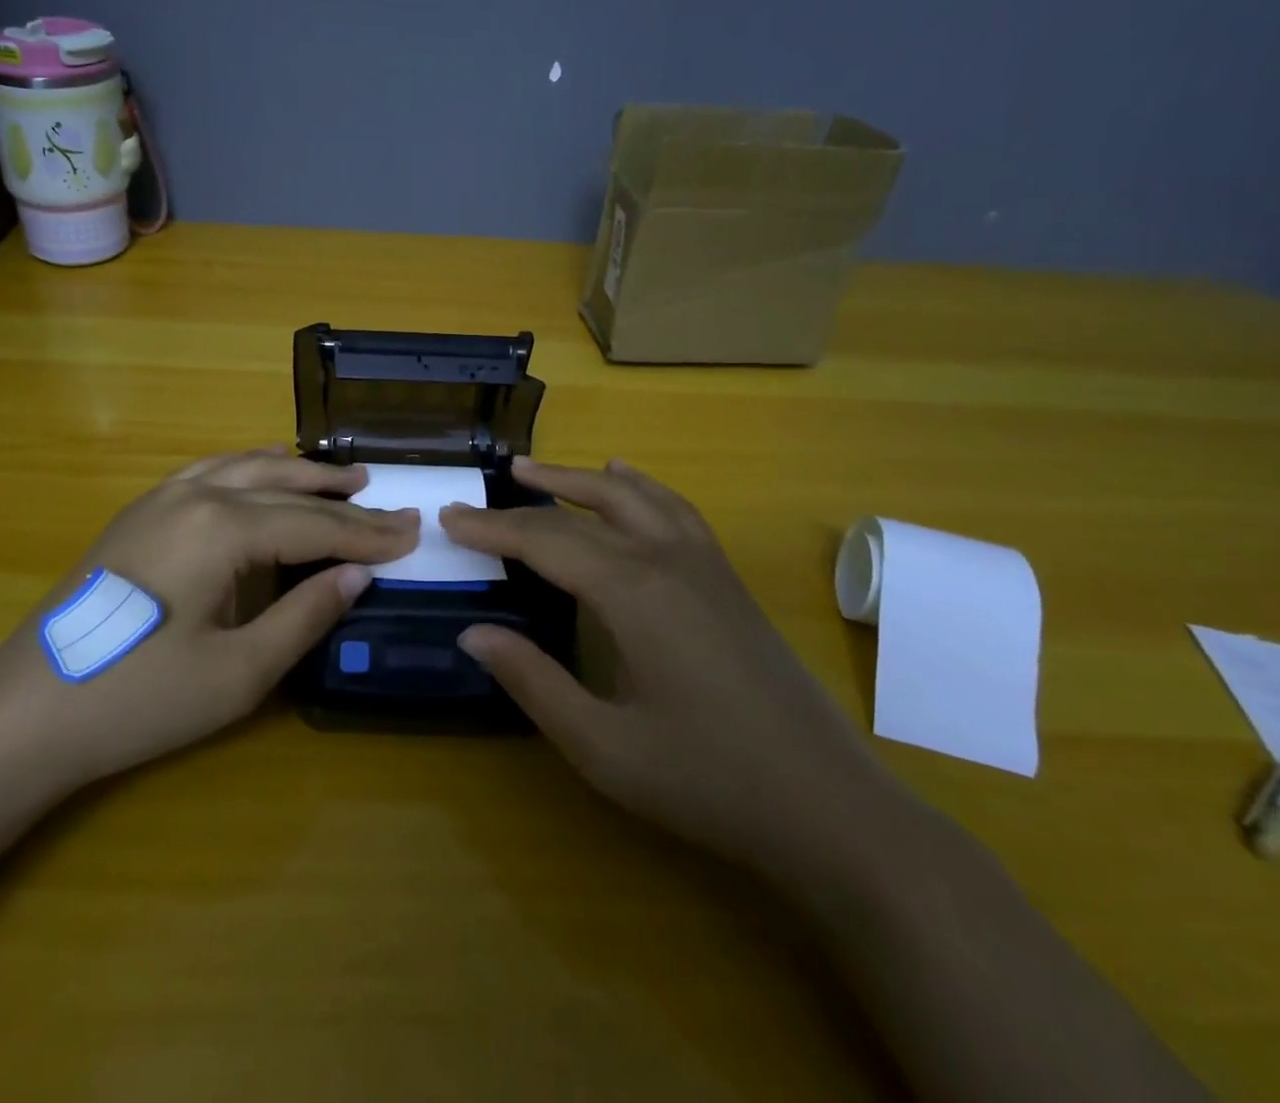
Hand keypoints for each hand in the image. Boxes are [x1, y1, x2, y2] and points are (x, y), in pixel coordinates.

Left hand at [0, 449, 416, 789]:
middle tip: (393, 508)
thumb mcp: (238, 672)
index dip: (367, 535)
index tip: (414, 535)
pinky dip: (252, 467)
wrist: (27, 711)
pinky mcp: (141, 511)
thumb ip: (305, 616)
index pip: (314, 525)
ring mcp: (162, 497)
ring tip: (346, 477)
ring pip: (248, 468)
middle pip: (287, 491)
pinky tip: (267, 468)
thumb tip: (356, 575)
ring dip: (301, 472)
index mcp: (222, 528)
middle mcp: (195, 494)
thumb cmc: (139, 700)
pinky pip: (211, 471)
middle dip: (344, 502)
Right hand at [442, 457, 908, 880]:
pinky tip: (629, 482)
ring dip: (582, 479)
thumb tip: (473, 633)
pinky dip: (641, 488)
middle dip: (529, 500)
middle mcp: (668, 560)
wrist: (829, 808)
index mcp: (633, 593)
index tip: (449, 519)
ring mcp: (706, 565)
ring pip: (634, 497)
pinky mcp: (728, 581)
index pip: (545, 542)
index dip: (492, 529)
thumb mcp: (603, 746)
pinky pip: (675, 512)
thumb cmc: (708, 781)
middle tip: (482, 494)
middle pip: (586, 510)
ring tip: (540, 471)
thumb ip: (533, 682)